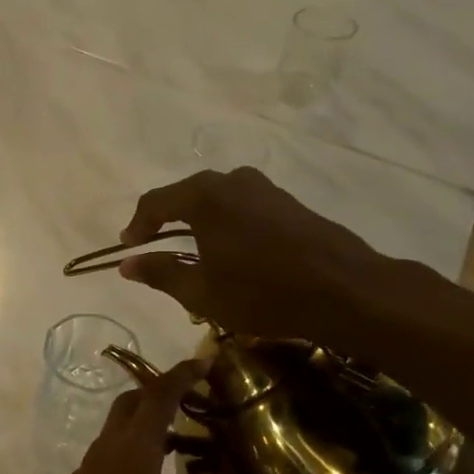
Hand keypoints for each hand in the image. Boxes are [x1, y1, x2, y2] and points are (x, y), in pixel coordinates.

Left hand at [13, 358, 287, 473]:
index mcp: (133, 453)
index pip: (158, 397)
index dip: (182, 375)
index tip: (205, 361)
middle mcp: (106, 451)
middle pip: (131, 403)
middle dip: (161, 392)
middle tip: (195, 398)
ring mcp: (87, 469)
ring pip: (117, 428)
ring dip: (146, 422)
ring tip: (183, 440)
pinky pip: (108, 451)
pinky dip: (132, 446)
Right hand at [117, 168, 395, 350]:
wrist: (346, 290)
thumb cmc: (263, 293)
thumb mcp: (202, 292)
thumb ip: (161, 273)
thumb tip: (126, 265)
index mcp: (204, 197)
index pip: (155, 202)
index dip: (137, 225)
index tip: (128, 247)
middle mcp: (231, 181)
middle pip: (186, 195)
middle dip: (166, 220)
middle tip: (155, 247)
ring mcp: (263, 188)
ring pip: (216, 198)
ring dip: (197, 221)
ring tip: (192, 251)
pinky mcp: (287, 201)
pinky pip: (241, 205)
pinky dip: (224, 222)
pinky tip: (230, 249)